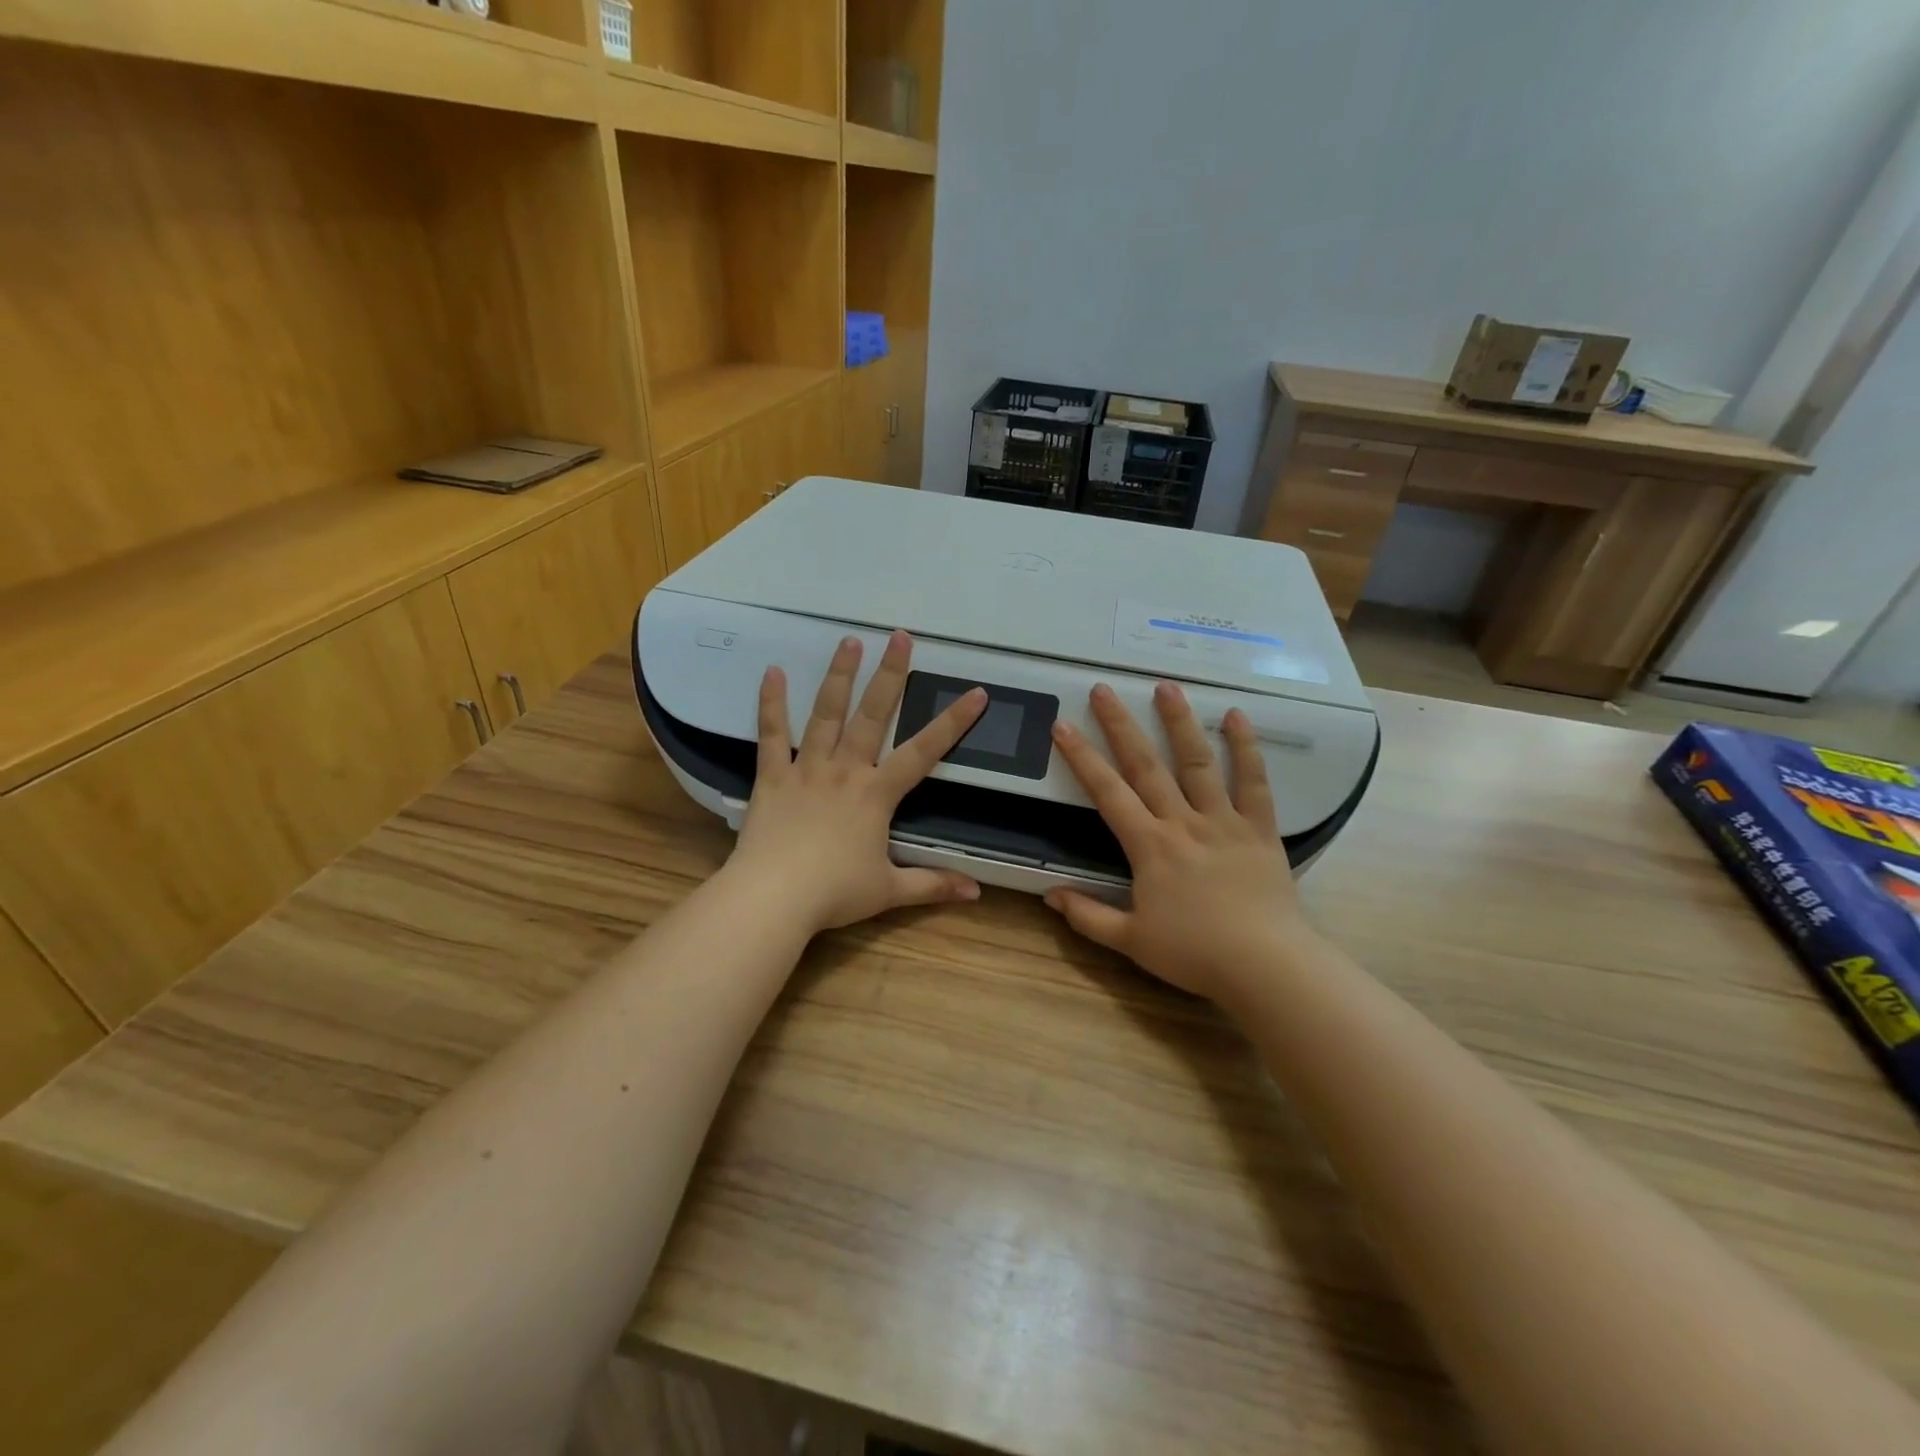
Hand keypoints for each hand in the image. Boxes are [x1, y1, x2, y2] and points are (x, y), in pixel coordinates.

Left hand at [724, 630, 986, 935]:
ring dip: (839, 675)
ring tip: (849, 641)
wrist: (773, 898)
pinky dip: (771, 703)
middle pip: (872, 715)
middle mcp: (845, 770)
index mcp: (876, 794)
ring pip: (825, 714)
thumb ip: (933, 885)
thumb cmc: (834, 893)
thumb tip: (977, 893)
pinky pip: (772, 735)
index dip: (953, 722)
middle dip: (890, 675)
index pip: (923, 752)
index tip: (975, 692)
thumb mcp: (890, 891)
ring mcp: (806, 769)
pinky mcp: (772, 777)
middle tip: (900, 637)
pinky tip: (772, 672)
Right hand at [1044, 681, 1321, 1005]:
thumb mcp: (1131, 941)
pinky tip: (1236, 716)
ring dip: (1180, 723)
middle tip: (1104, 690)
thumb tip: (1049, 895)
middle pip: (1147, 766)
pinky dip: (1246, 748)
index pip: (1107, 793)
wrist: (1266, 967)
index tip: (1063, 726)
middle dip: (1121, 725)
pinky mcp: (1259, 829)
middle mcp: (1182, 822)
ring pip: (1198, 763)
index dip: (1082, 758)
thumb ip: (1088, 916)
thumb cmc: (1195, 954)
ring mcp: (1224, 821)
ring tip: (1166, 687)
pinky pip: (1254, 783)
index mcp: (1149, 846)